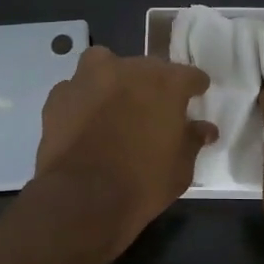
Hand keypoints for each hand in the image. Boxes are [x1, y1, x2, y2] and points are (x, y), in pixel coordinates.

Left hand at [34, 46, 216, 247]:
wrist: (81, 198)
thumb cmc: (142, 184)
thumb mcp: (180, 169)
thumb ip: (192, 140)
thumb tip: (204, 129)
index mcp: (165, 83)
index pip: (189, 75)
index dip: (194, 86)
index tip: (196, 96)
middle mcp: (127, 70)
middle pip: (147, 67)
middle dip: (153, 85)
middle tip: (153, 109)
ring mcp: (88, 78)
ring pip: (105, 65)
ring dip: (113, 79)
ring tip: (115, 104)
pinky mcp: (59, 95)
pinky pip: (77, 88)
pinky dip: (83, 99)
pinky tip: (84, 120)